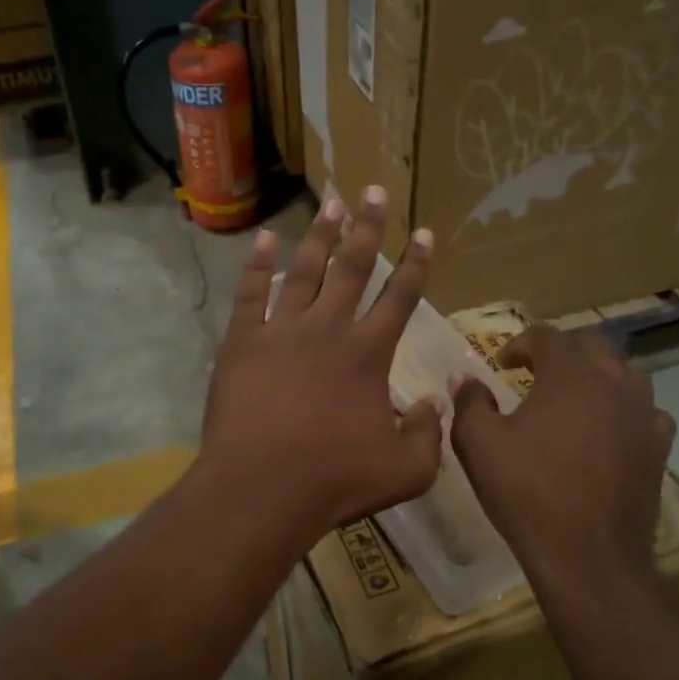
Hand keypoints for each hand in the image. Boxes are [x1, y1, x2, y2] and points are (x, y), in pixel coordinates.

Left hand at [199, 187, 443, 539]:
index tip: (423, 232)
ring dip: (321, 236)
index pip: (400, 298)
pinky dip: (258, 264)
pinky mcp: (243, 342)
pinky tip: (267, 238)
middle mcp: (328, 330)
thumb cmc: (336, 480)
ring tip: (332, 203)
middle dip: (368, 228)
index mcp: (369, 355)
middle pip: (353, 268)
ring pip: (305, 271)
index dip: (415, 264)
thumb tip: (435, 402)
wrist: (262, 488)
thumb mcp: (406, 469)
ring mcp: (282, 331)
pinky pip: (250, 293)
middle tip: (374, 191)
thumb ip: (428, 433)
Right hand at [449, 324, 675, 591]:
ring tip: (571, 394)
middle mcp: (614, 382)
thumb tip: (464, 377)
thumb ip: (469, 401)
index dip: (519, 343)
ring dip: (595, 373)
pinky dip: (623, 408)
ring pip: (624, 372)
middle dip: (560, 349)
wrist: (588, 555)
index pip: (546, 336)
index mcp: (569, 374)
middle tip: (534, 369)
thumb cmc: (527, 492)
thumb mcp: (478, 444)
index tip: (501, 363)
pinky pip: (645, 411)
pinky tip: (607, 428)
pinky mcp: (659, 447)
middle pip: (591, 344)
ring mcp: (644, 414)